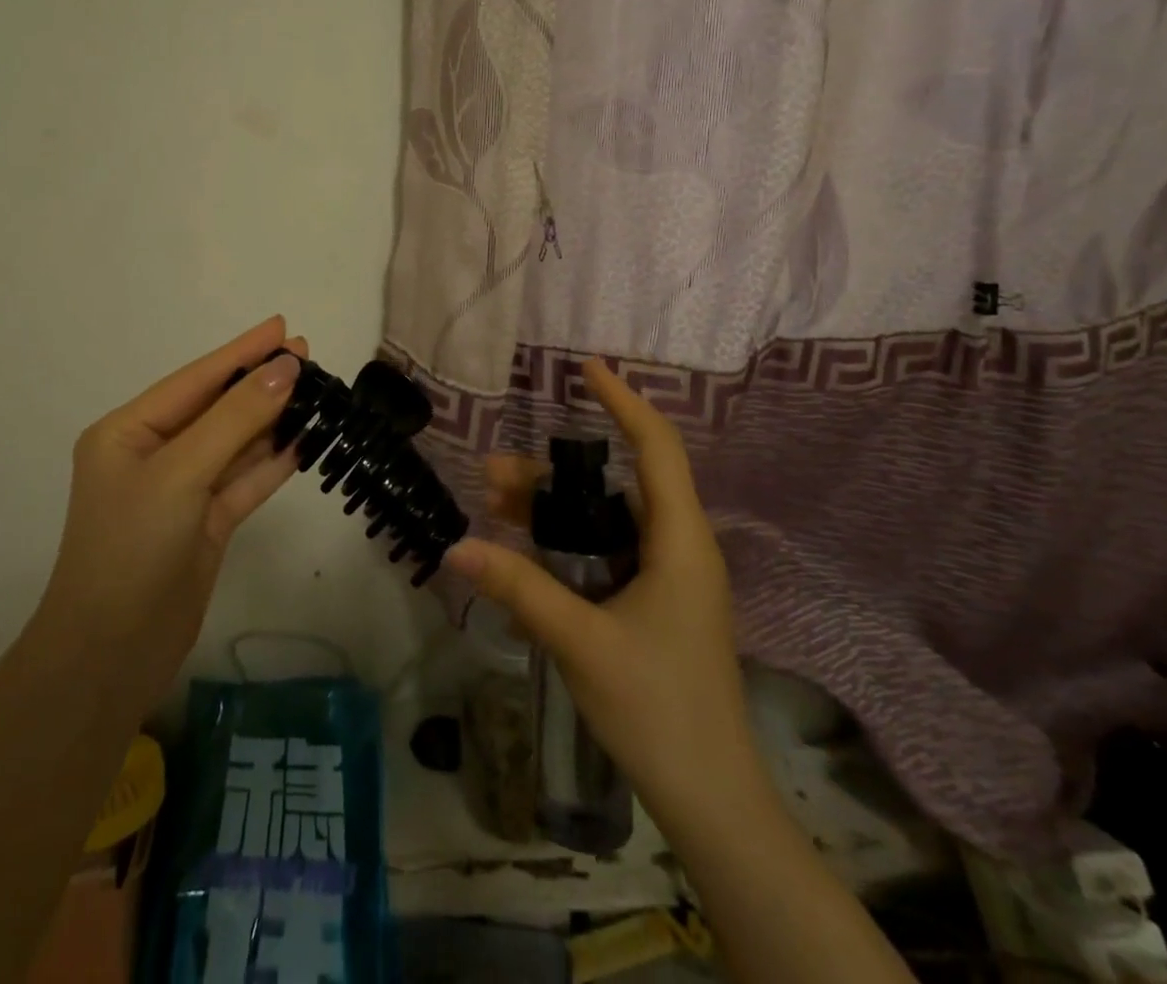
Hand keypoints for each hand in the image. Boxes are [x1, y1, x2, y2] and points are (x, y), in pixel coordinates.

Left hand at [39, 316, 305, 719]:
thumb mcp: (181, 473)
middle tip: (308, 355)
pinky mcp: (206, 523)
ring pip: (236, 443)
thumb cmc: (132, 547)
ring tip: (316, 392)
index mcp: (128, 432)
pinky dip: (273, 462)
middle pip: (217, 408)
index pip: (195, 380)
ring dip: (272, 420)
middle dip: (260, 383)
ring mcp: (182, 491)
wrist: (112, 654)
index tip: (281, 327)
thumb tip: (285, 370)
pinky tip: (305, 440)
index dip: (240, 352)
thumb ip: (236, 419)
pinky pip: (245, 481)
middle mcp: (155, 455)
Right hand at [443, 358, 757, 831]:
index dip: (624, 401)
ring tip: (493, 503)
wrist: (711, 800)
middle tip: (492, 472)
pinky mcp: (654, 603)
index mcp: (680, 541)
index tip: (588, 368)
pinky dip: (566, 540)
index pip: (656, 447)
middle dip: (553, 471)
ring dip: (553, 507)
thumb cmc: (658, 708)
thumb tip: (455, 547)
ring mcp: (668, 577)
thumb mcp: (581, 641)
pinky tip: (524, 549)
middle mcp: (679, 547)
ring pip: (606, 518)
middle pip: (616, 482)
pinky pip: (606, 550)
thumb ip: (519, 588)